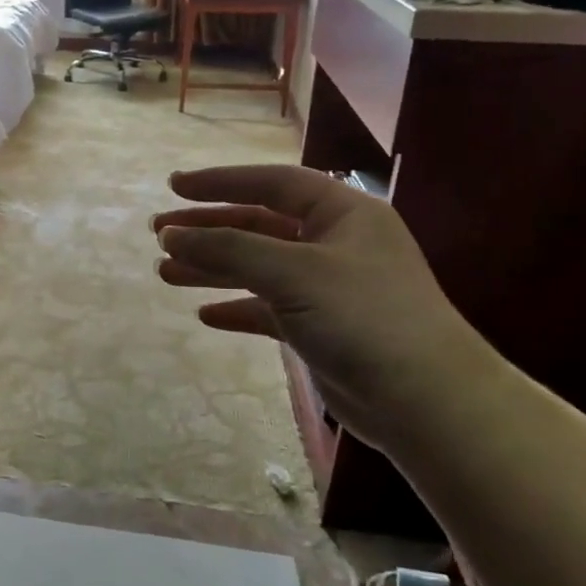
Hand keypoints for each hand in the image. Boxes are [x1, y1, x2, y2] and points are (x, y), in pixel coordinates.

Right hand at [154, 164, 487, 440]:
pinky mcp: (320, 328)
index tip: (174, 186)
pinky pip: (268, 308)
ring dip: (213, 268)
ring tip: (165, 273)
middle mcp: (335, 243)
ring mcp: (328, 287)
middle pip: (258, 225)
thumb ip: (228, 248)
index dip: (221, 183)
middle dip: (208, 229)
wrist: (425, 402)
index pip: (272, 183)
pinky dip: (237, 308)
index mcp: (342, 213)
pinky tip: (206, 315)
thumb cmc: (363, 317)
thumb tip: (171, 233)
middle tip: (159, 234)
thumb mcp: (292, 272)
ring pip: (258, 268)